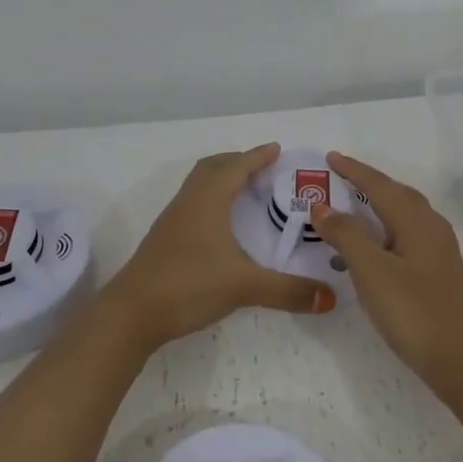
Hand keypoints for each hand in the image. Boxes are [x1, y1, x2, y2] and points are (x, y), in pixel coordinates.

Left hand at [101, 144, 336, 352]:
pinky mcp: (165, 239)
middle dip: (237, 162)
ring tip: (245, 192)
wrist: (131, 313)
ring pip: (199, 186)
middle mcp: (189, 202)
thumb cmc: (188, 285)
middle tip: (262, 167)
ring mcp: (173, 220)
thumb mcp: (244, 286)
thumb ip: (288, 291)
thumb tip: (331, 297)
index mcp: (208, 200)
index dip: (257, 156)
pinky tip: (221, 226)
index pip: (236, 166)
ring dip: (221, 180)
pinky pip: (192, 204)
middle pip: (212, 168)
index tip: (276, 149)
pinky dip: (211, 201)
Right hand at [310, 152, 462, 387]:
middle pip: (397, 194)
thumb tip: (322, 205)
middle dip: (369, 183)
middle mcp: (431, 228)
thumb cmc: (412, 309)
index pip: (379, 185)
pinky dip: (386, 230)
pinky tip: (374, 249)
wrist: (460, 358)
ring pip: (405, 215)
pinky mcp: (439, 273)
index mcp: (415, 220)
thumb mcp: (370, 270)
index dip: (354, 171)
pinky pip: (407, 235)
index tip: (330, 157)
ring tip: (353, 207)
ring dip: (379, 205)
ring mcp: (439, 251)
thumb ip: (345, 234)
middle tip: (341, 177)